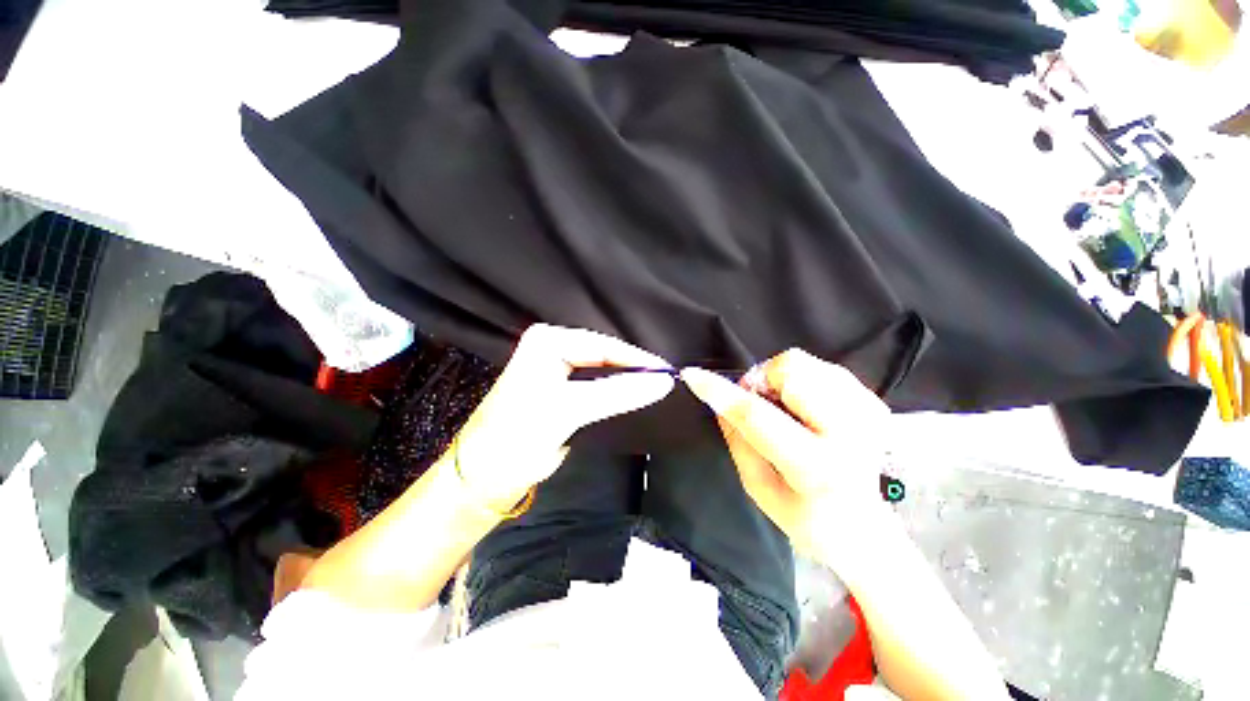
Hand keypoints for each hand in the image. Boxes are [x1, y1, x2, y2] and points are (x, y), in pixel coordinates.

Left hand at [453, 324, 674, 512]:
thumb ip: (617, 393)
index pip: (603, 345)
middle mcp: (551, 348)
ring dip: (626, 379)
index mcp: (547, 342)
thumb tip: (663, 381)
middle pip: (604, 354)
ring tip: (656, 386)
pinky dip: (615, 391)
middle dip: (633, 368)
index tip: (669, 373)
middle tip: (667, 381)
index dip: (637, 360)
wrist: (482, 479)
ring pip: (602, 369)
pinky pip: (595, 383)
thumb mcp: (568, 410)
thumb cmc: (517, 438)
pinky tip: (633, 394)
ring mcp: (555, 367)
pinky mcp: (560, 389)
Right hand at [681, 349, 892, 561]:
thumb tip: (719, 402)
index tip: (693, 375)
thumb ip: (737, 440)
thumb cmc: (806, 516)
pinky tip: (806, 408)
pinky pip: (820, 366)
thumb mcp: (758, 487)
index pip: (757, 416)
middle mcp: (849, 433)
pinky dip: (800, 380)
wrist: (864, 526)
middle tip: (759, 405)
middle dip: (761, 381)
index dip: (720, 392)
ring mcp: (866, 412)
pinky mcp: (872, 400)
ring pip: (802, 362)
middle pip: (789, 371)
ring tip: (784, 409)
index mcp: (816, 466)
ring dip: (779, 380)